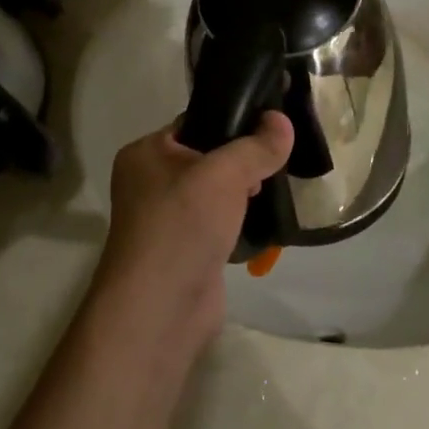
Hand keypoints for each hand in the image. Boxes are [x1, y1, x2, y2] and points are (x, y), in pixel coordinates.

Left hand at [96, 112, 293, 353]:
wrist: (160, 308)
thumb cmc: (183, 225)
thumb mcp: (224, 173)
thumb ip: (256, 146)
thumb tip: (282, 121)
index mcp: (146, 153)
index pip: (193, 122)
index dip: (231, 120)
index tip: (270, 123)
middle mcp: (150, 182)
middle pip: (207, 156)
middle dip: (242, 159)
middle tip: (275, 161)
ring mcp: (167, 219)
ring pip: (215, 191)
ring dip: (243, 191)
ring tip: (275, 187)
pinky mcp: (186, 248)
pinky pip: (218, 221)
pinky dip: (239, 219)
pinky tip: (263, 218)